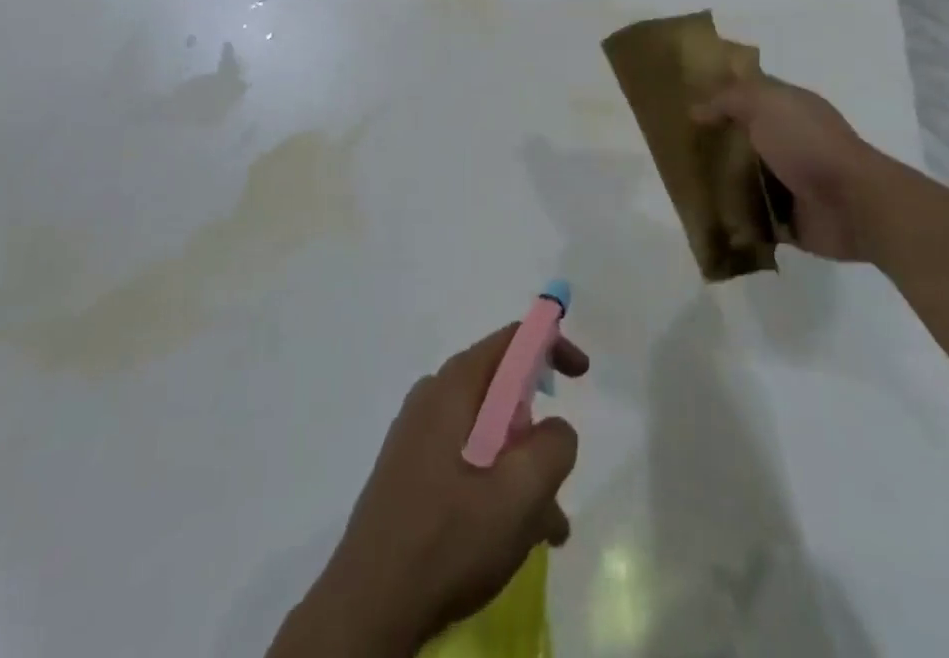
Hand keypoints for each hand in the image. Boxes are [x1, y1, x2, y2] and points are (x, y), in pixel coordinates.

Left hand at [278, 325, 588, 657]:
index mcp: (453, 387)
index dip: (550, 345)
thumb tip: (557, 428)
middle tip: (559, 474)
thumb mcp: (518, 494)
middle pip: (501, 389)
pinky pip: (467, 461)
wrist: (367, 609)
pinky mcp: (410, 473)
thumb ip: (553, 447)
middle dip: (538, 428)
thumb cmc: (446, 540)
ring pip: (487, 434)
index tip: (581, 374)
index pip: (510, 340)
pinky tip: (513, 539)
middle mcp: (432, 398)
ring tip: (547, 527)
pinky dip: (497, 486)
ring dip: (522, 470)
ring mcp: (417, 436)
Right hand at [693, 74, 874, 261]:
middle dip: (714, 141)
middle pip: (743, 136)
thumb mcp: (765, 104)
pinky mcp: (788, 219)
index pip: (749, 94)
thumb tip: (696, 110)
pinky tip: (704, 214)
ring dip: (720, 181)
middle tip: (676, 145)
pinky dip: (733, 217)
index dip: (720, 94)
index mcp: (789, 108)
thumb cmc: (809, 144)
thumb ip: (729, 100)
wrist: (854, 205)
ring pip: (744, 177)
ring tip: (683, 182)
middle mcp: (790, 141)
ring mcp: (790, 181)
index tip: (683, 100)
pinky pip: (752, 216)